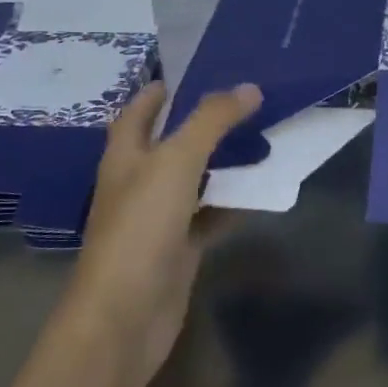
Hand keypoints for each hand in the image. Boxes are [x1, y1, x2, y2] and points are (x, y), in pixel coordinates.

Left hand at [69, 80, 262, 378]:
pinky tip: (259, 192)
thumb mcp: (176, 162)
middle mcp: (138, 182)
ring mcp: (158, 218)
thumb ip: (211, 122)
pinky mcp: (178, 248)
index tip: (197, 71)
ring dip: (222, 162)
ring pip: (195, 179)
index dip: (161, 89)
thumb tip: (248, 88)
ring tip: (262, 138)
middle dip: (203, 123)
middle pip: (171, 143)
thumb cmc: (141, 227)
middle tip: (246, 102)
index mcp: (125, 155)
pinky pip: (209, 216)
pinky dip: (231, 204)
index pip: (139, 111)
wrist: (126, 315)